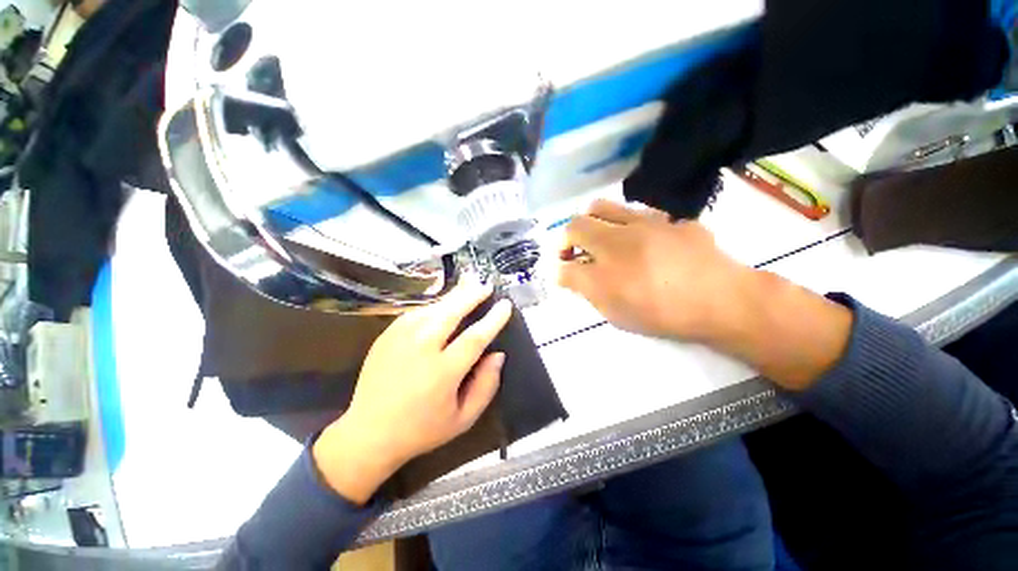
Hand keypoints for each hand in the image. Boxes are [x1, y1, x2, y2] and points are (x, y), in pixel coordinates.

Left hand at [313, 282, 512, 502]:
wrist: (368, 434)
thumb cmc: (422, 429)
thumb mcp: (463, 419)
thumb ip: (486, 386)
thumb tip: (498, 354)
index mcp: (442, 373)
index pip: (475, 338)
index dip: (493, 319)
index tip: (505, 305)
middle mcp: (421, 350)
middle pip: (451, 312)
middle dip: (472, 295)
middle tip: (486, 285)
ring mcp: (400, 339)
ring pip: (433, 308)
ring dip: (454, 296)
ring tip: (469, 286)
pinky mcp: (387, 336)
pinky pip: (416, 313)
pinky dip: (434, 305)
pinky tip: (443, 304)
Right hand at [559, 199, 852, 391]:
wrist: (722, 300)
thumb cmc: (662, 313)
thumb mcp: (616, 312)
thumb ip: (586, 290)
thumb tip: (568, 273)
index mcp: (604, 264)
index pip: (565, 259)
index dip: (559, 264)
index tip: (563, 271)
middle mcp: (618, 237)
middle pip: (577, 222)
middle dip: (568, 237)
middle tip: (576, 253)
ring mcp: (644, 223)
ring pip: (604, 207)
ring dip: (593, 222)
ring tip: (602, 239)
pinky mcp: (669, 220)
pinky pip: (638, 214)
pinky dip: (627, 226)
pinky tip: (641, 243)